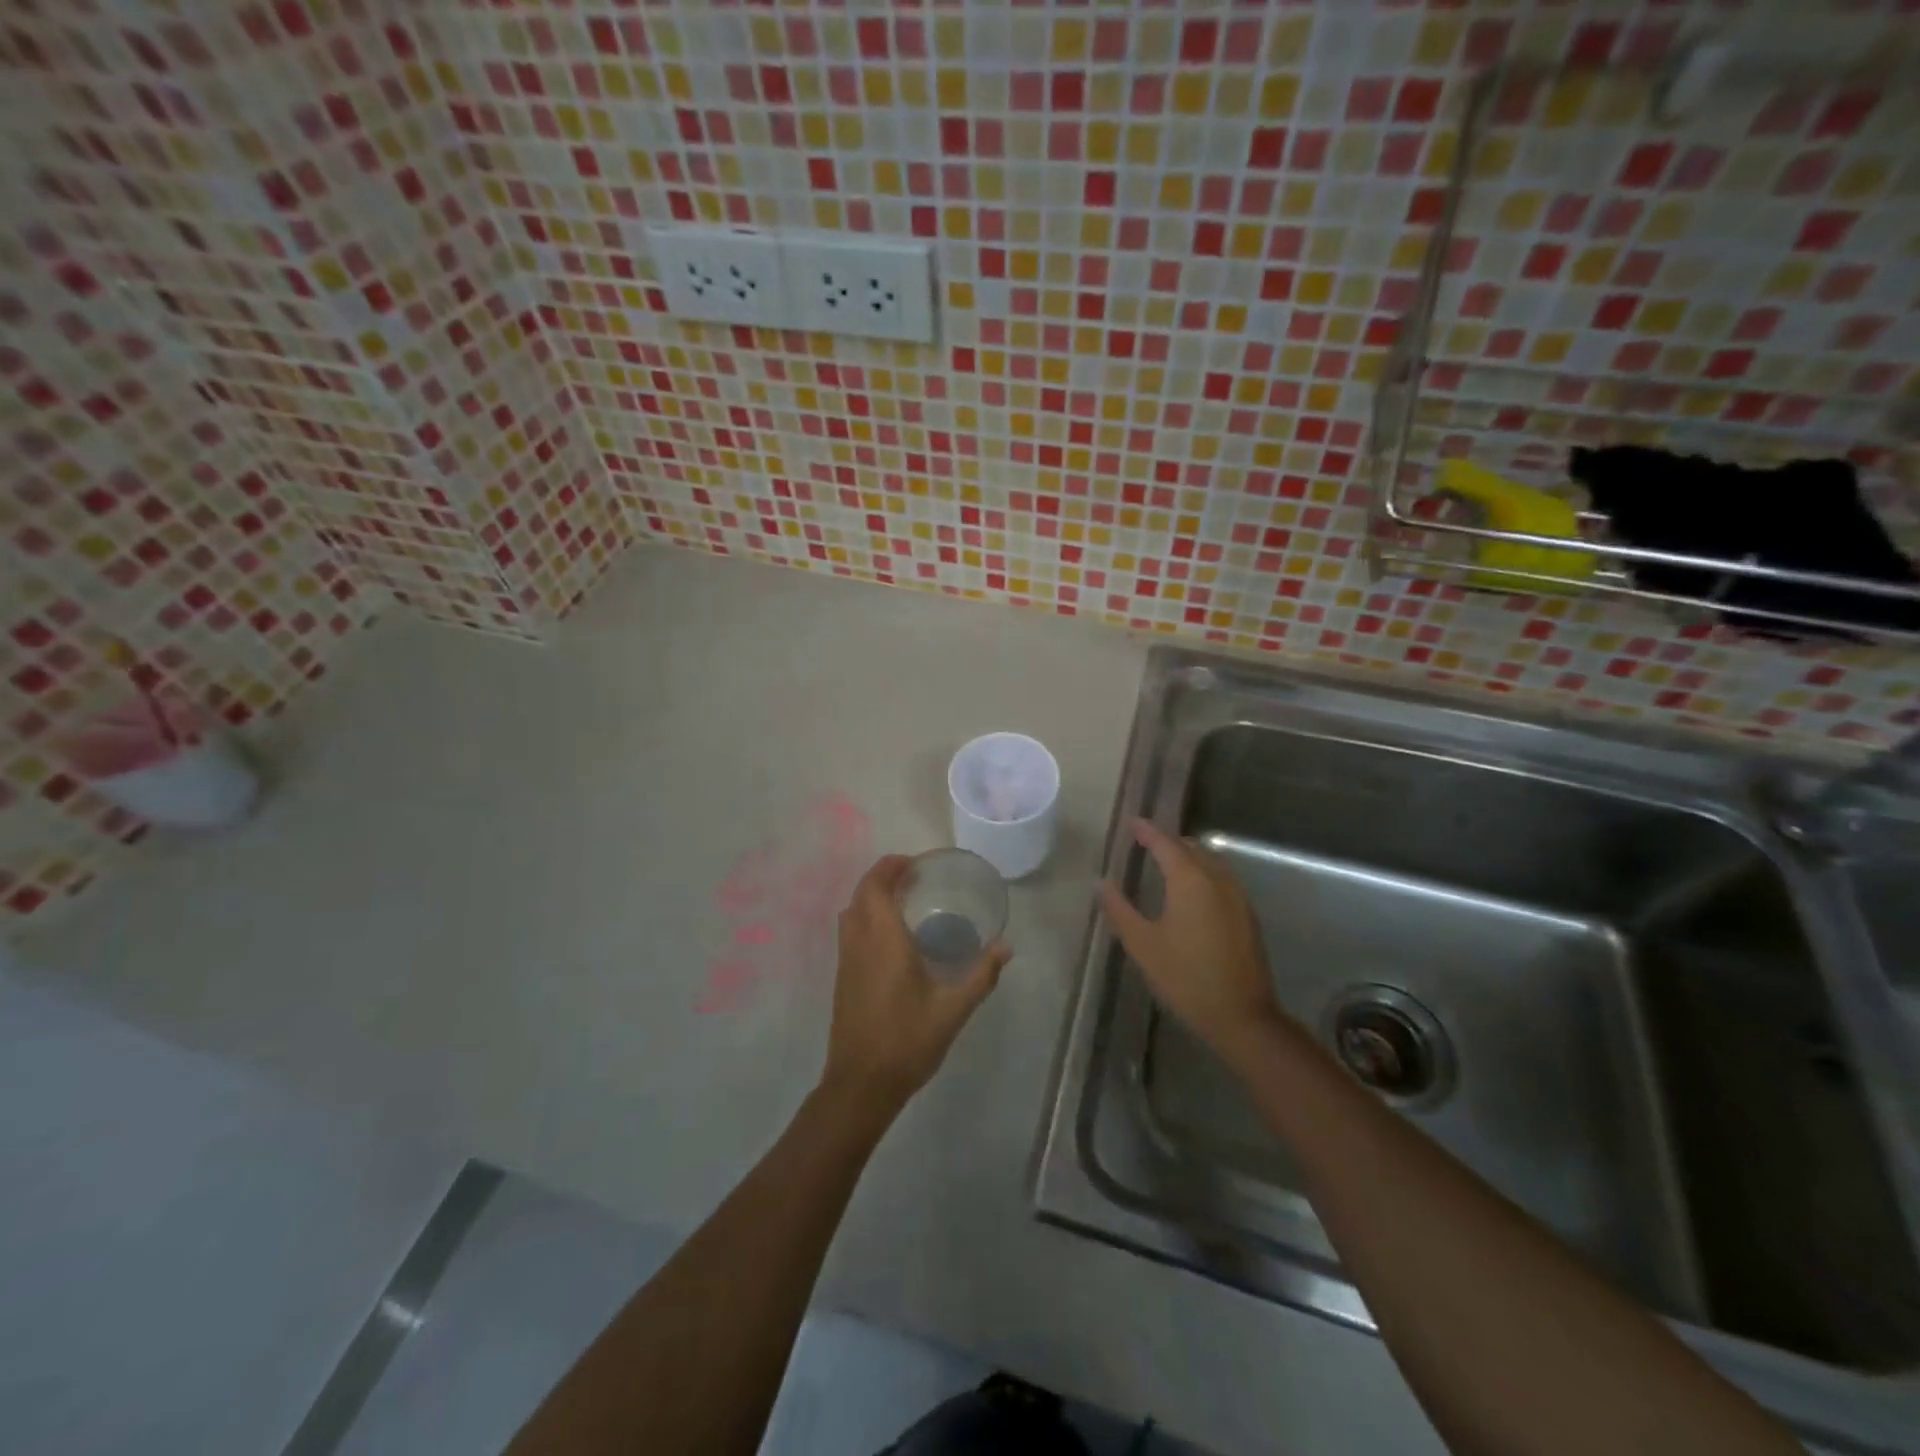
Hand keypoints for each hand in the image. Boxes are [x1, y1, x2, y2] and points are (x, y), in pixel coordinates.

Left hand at [821, 855, 1010, 1119]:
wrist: (861, 1084)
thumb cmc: (908, 1041)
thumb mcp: (953, 1009)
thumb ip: (981, 975)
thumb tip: (1006, 947)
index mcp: (883, 940)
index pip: (876, 885)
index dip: (891, 866)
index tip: (915, 863)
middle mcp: (859, 942)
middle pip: (861, 893)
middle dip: (883, 877)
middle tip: (914, 878)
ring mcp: (846, 960)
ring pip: (851, 912)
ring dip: (871, 897)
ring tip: (903, 901)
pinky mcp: (842, 978)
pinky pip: (850, 932)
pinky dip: (866, 918)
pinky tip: (891, 938)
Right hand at [1100, 819, 1280, 1062]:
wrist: (1241, 1016)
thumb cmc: (1186, 978)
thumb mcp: (1142, 945)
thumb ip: (1120, 909)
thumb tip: (1101, 882)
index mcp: (1190, 880)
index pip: (1166, 843)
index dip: (1147, 831)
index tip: (1132, 822)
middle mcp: (1217, 879)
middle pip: (1191, 847)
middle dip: (1168, 840)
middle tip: (1145, 841)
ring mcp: (1237, 896)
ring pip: (1210, 861)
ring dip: (1188, 854)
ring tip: (1167, 860)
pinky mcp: (1247, 914)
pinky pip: (1222, 877)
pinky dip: (1203, 871)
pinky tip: (1192, 888)